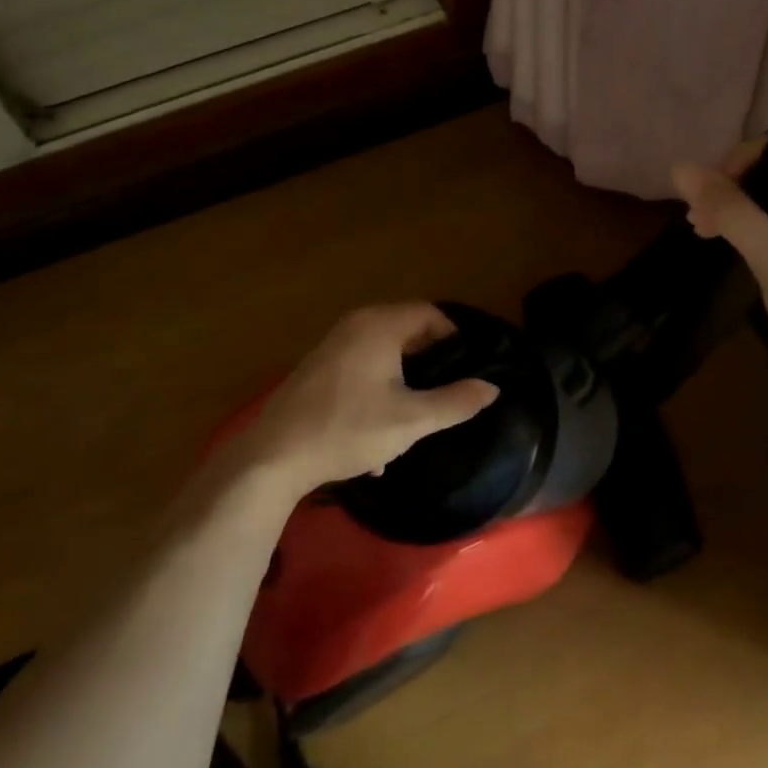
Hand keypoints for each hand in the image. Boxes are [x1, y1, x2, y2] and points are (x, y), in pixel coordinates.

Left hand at [241, 303, 498, 496]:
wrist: (275, 454)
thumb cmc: (349, 429)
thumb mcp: (411, 420)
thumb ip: (456, 402)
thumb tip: (492, 387)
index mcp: (380, 325)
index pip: (430, 313)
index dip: (455, 337)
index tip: (469, 368)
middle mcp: (356, 324)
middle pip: (407, 330)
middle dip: (429, 362)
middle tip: (447, 393)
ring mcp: (333, 344)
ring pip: (384, 353)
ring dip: (404, 382)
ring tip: (416, 420)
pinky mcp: (319, 367)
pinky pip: (362, 367)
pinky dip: (378, 389)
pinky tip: (379, 435)